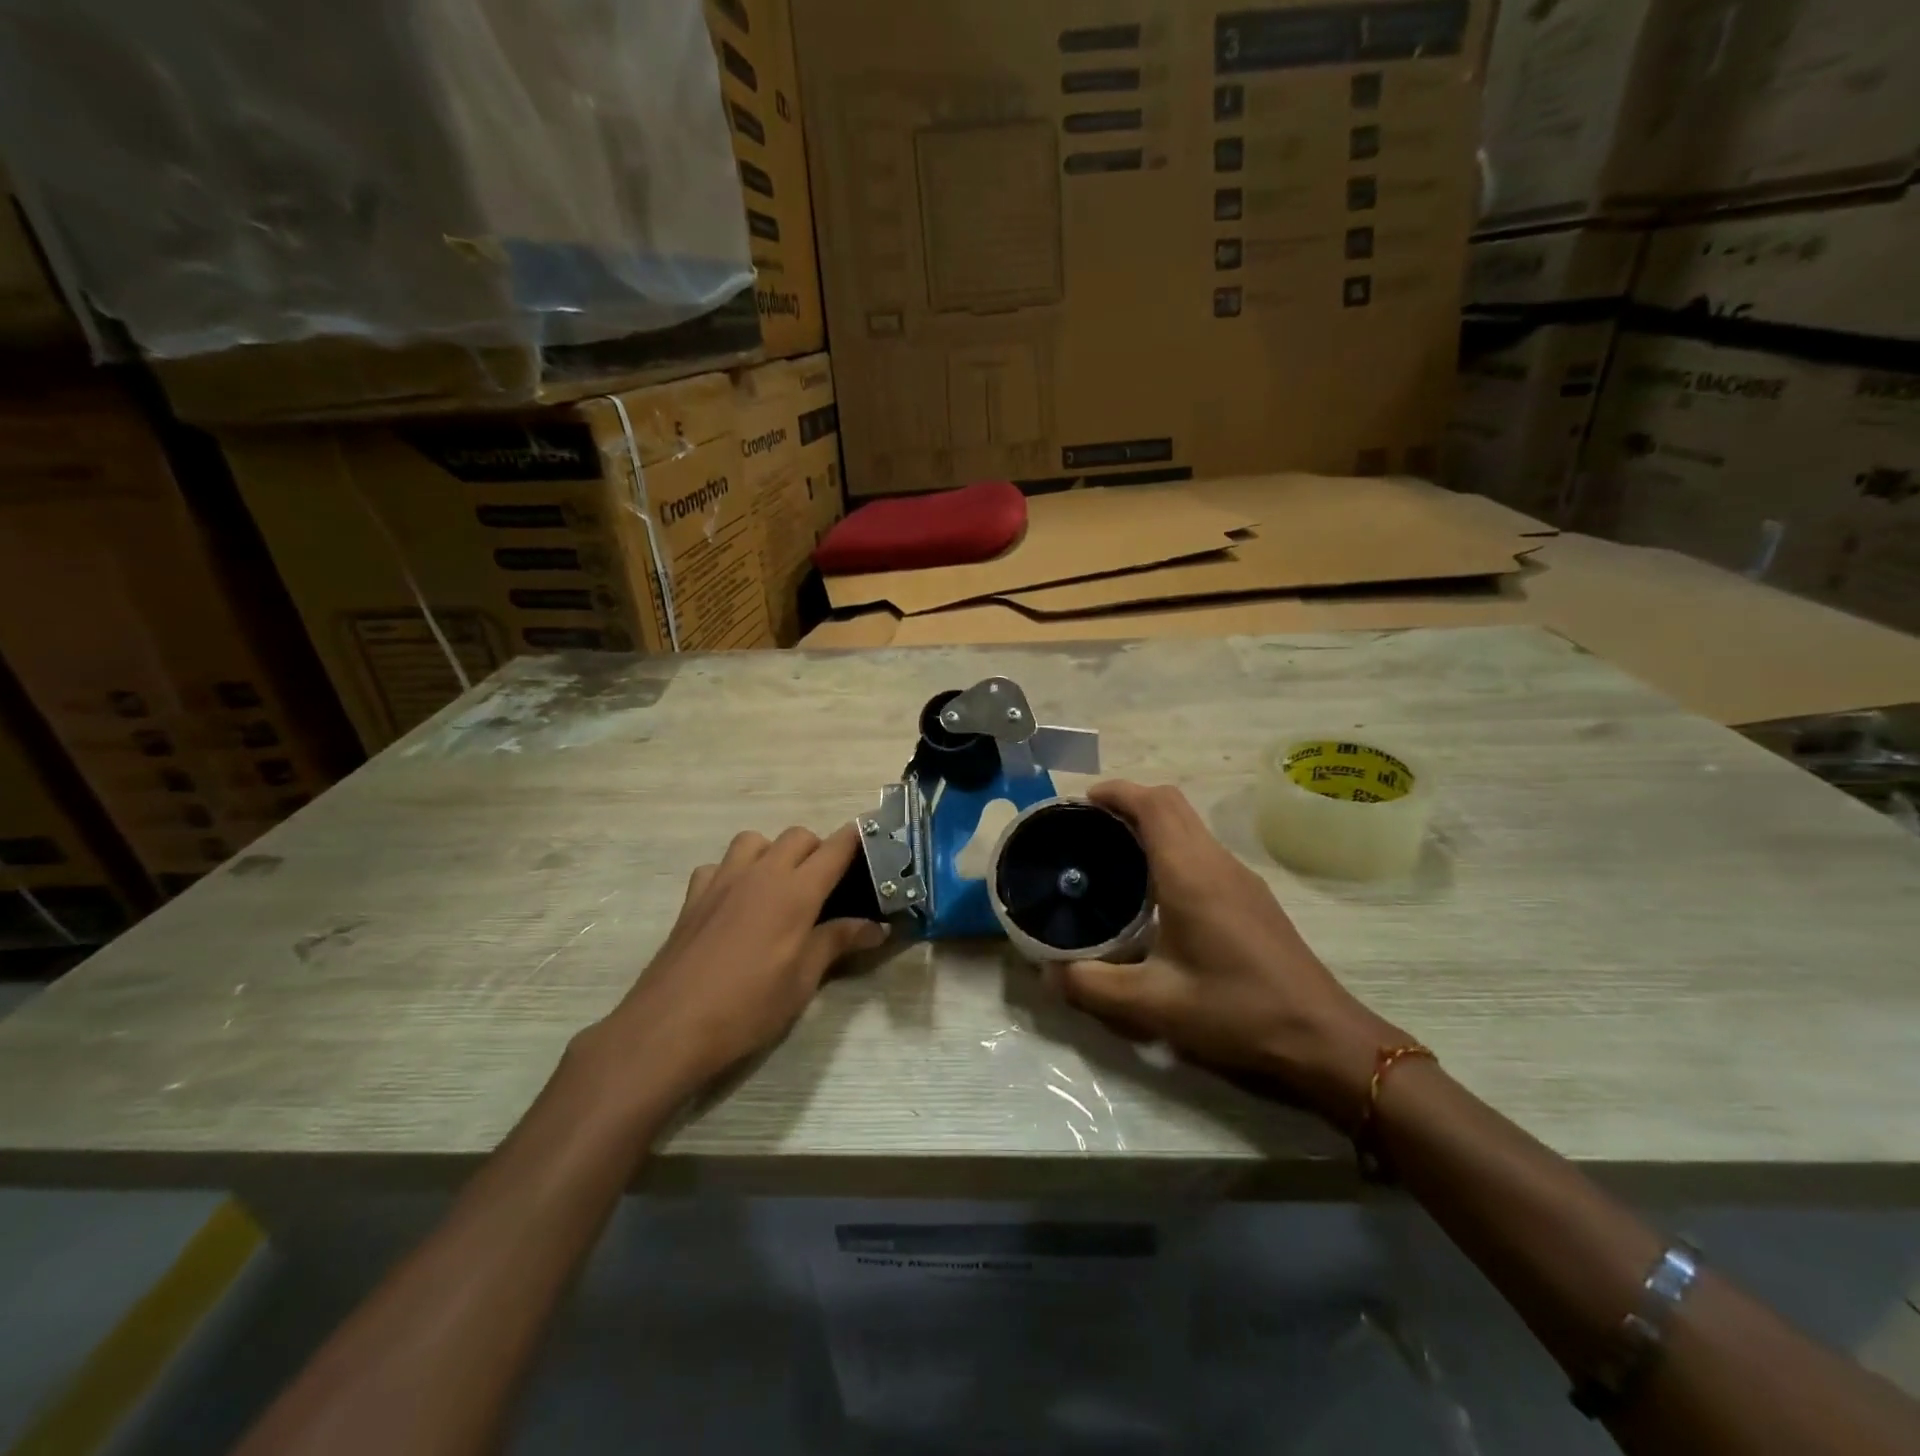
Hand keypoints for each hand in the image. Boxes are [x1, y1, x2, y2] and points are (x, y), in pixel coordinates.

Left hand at [577, 824, 887, 1105]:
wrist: (669, 1027)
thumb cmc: (748, 1007)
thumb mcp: (803, 980)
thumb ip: (838, 942)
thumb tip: (877, 927)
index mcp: (795, 891)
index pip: (836, 848)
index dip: (858, 839)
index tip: (875, 841)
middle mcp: (761, 874)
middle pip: (798, 836)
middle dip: (818, 849)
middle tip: (827, 885)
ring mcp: (722, 881)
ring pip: (754, 840)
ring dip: (773, 852)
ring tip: (779, 886)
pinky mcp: (693, 897)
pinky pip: (718, 865)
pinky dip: (733, 872)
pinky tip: (735, 902)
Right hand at [1056, 781, 1407, 1128]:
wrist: (1323, 1039)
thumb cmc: (1236, 1012)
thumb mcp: (1154, 1005)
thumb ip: (1093, 987)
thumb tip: (1049, 974)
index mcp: (1191, 874)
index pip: (1153, 804)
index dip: (1117, 791)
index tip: (1082, 801)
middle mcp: (1217, 863)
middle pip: (1172, 805)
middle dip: (1129, 802)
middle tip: (1089, 827)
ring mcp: (1241, 878)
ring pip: (1190, 826)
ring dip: (1152, 824)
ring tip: (1113, 854)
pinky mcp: (1252, 897)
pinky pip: (1203, 850)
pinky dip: (1171, 847)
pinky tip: (1154, 891)